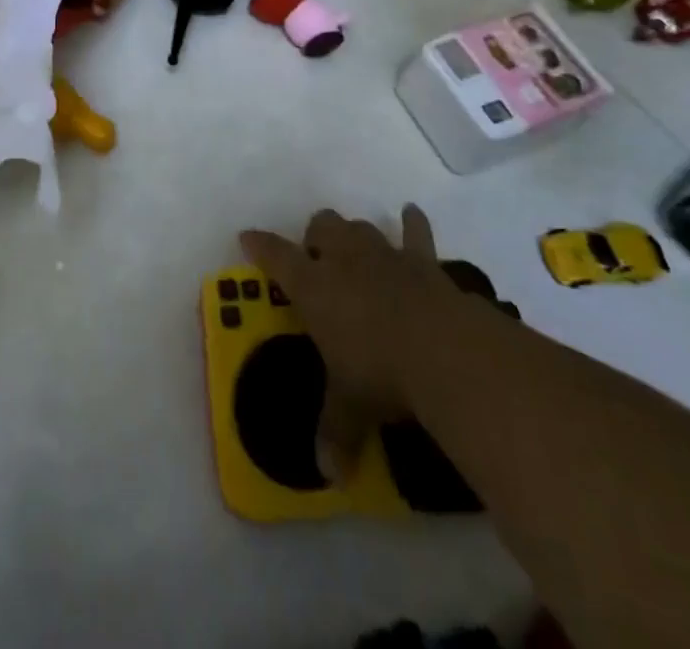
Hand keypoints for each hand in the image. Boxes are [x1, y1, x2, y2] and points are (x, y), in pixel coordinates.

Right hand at [240, 206, 454, 481]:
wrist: (442, 349)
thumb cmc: (380, 373)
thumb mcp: (351, 406)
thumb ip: (336, 433)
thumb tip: (329, 476)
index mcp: (313, 287)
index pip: (275, 256)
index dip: (259, 245)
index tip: (247, 237)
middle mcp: (343, 260)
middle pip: (321, 226)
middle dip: (315, 236)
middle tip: (318, 260)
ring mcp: (384, 254)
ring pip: (360, 227)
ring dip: (355, 235)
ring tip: (356, 247)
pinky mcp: (422, 260)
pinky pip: (416, 232)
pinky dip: (412, 223)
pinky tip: (411, 213)